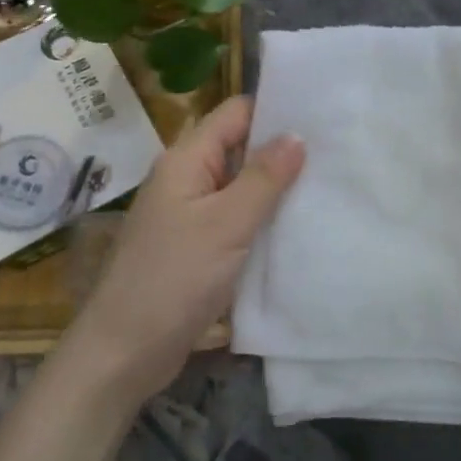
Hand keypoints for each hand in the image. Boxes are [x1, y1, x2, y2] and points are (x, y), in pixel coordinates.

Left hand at [58, 96, 304, 409]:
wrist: (125, 349)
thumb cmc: (174, 278)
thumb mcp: (226, 224)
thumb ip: (263, 178)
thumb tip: (296, 135)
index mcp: (186, 159)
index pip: (235, 113)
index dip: (275, 111)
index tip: (322, 118)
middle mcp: (185, 178)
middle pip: (238, 147)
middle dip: (281, 151)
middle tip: (335, 156)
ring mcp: (188, 213)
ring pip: (238, 186)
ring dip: (273, 189)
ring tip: (326, 187)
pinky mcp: (194, 245)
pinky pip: (233, 218)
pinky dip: (260, 219)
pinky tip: (295, 227)